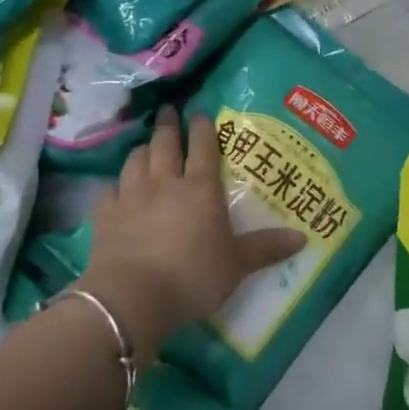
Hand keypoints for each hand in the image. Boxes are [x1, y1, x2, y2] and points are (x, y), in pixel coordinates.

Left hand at [76, 107, 304, 363]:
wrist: (133, 297)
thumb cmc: (193, 276)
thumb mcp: (237, 264)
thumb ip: (267, 248)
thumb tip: (303, 237)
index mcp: (200, 188)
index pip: (203, 146)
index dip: (202, 127)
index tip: (200, 113)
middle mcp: (165, 182)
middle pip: (165, 143)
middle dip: (168, 125)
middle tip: (167, 112)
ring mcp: (131, 195)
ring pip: (135, 159)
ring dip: (142, 149)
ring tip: (146, 146)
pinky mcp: (105, 214)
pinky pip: (109, 189)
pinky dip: (115, 184)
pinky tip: (116, 188)